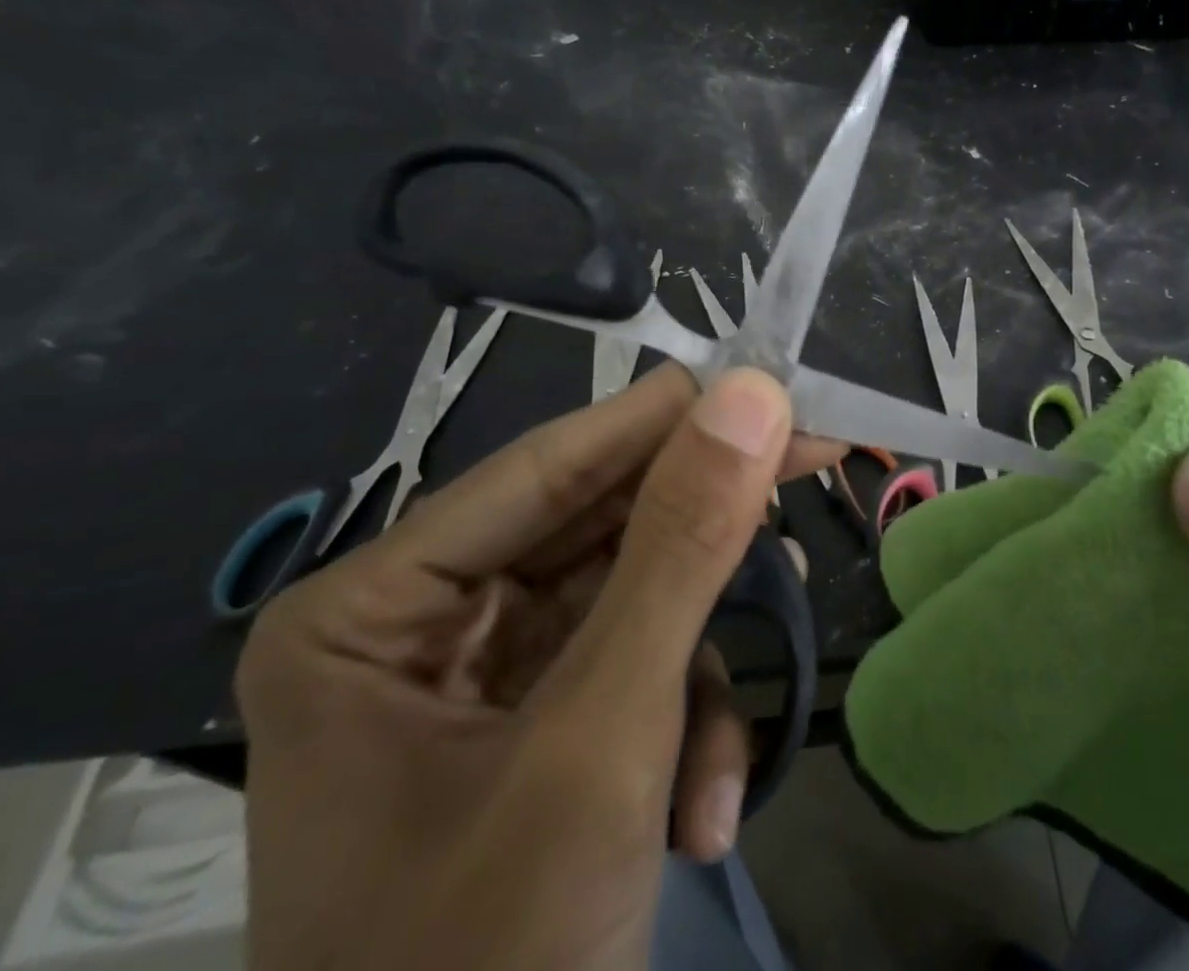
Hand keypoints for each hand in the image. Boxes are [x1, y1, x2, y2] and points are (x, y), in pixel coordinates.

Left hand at [236, 364, 835, 970]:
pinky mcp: (539, 722)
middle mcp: (421, 621)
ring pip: (631, 596)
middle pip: (598, 526)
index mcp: (373, 607)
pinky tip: (704, 808)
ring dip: (698, 661)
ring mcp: (483, 675)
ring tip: (730, 735)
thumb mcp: (602, 740)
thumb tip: (753, 396)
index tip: (772, 380)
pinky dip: (682, 724)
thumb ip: (680, 550)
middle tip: (815, 464)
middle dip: (704, 533)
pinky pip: (632, 667)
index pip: (549, 466)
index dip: (668, 418)